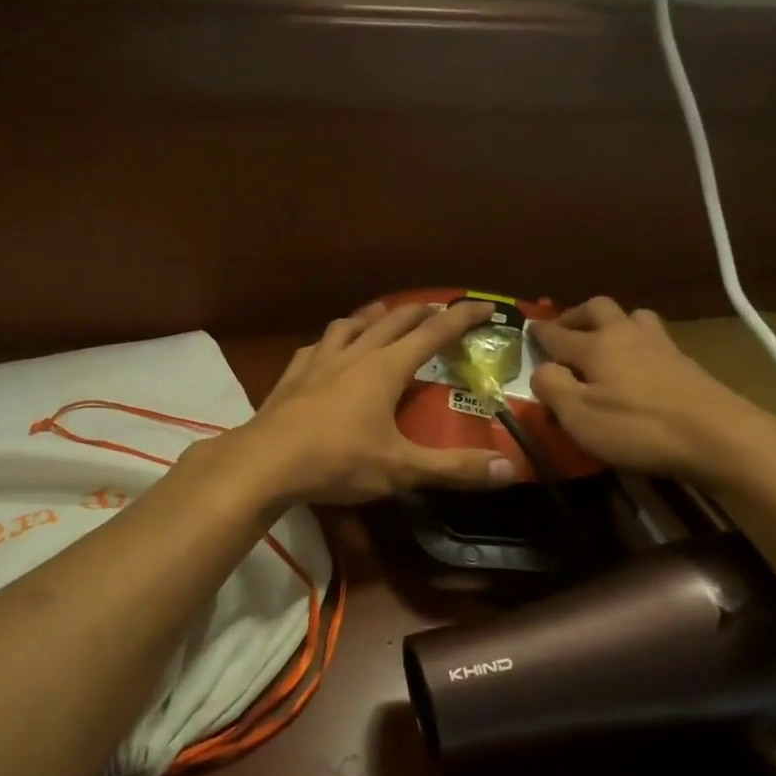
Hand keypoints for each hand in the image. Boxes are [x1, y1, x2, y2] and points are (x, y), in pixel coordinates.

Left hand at [235, 300, 517, 505]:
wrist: (266, 461)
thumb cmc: (338, 461)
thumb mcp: (401, 469)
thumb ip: (454, 469)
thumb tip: (510, 470)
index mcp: (386, 368)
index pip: (434, 333)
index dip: (462, 317)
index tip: (485, 305)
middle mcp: (355, 353)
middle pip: (394, 320)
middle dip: (421, 313)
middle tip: (439, 313)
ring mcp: (319, 360)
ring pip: (351, 324)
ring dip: (374, 317)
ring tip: (383, 318)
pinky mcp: (293, 373)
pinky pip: (318, 345)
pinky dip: (334, 341)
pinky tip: (329, 350)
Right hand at [530, 297, 775, 485]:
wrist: (721, 437)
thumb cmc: (638, 427)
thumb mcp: (579, 415)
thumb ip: (551, 387)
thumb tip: (540, 369)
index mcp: (596, 345)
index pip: (558, 333)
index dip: (539, 332)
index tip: (528, 328)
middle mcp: (627, 335)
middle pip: (599, 308)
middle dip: (577, 315)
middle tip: (566, 330)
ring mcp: (662, 347)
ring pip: (634, 318)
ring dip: (614, 324)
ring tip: (605, 343)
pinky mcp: (687, 365)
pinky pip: (654, 340)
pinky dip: (638, 344)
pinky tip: (638, 365)